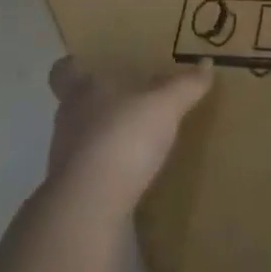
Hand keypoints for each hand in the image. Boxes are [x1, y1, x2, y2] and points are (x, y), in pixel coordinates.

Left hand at [44, 58, 212, 214]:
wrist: (90, 207)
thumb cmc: (122, 138)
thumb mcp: (163, 106)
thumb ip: (184, 86)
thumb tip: (206, 63)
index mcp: (81, 91)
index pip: (63, 71)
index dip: (73, 67)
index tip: (88, 65)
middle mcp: (67, 121)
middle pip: (74, 105)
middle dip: (98, 103)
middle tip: (126, 100)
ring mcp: (66, 160)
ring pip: (82, 139)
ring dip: (103, 139)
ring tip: (134, 140)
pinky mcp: (73, 195)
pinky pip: (91, 175)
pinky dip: (107, 173)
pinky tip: (131, 177)